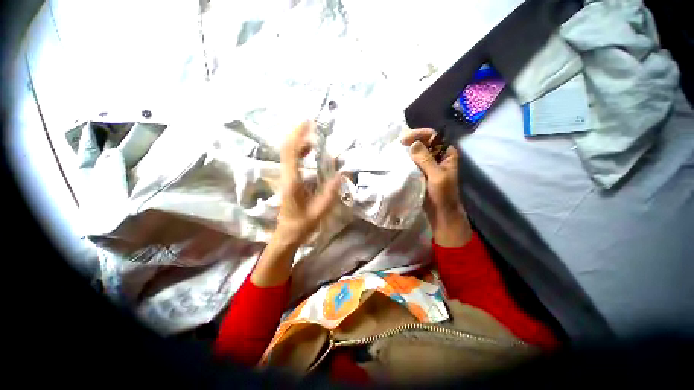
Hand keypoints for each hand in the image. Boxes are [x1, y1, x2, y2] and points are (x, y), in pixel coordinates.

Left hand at [276, 121, 340, 245]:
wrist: (287, 233)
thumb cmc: (302, 223)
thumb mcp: (319, 211)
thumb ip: (330, 193)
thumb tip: (342, 175)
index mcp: (292, 182)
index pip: (291, 152)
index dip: (298, 136)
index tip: (308, 123)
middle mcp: (285, 176)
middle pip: (286, 148)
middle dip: (297, 134)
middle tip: (310, 124)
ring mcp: (284, 177)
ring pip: (287, 153)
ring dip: (298, 142)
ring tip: (312, 135)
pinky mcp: (287, 180)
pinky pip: (291, 160)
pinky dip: (299, 151)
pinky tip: (309, 151)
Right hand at [401, 128, 471, 246]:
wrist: (440, 213)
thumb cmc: (442, 195)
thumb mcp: (436, 176)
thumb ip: (426, 160)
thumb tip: (413, 144)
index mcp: (446, 153)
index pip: (432, 136)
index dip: (418, 135)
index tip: (404, 140)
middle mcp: (437, 156)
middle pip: (423, 142)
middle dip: (411, 141)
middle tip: (397, 144)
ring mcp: (428, 165)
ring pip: (417, 152)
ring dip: (407, 151)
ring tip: (395, 151)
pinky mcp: (421, 172)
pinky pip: (412, 162)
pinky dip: (405, 160)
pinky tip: (397, 161)